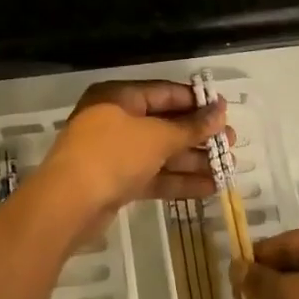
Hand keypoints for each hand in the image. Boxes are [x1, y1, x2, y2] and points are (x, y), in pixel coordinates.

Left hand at [37, 80, 232, 223]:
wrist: (67, 205)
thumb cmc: (113, 155)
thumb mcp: (157, 137)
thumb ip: (191, 126)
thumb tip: (220, 111)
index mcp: (120, 97)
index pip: (165, 93)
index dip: (197, 102)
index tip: (225, 112)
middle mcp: (116, 120)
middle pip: (165, 123)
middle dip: (199, 135)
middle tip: (231, 144)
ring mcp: (115, 153)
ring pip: (161, 152)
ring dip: (193, 160)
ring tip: (228, 168)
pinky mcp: (117, 182)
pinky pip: (153, 175)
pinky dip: (178, 180)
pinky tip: (208, 187)